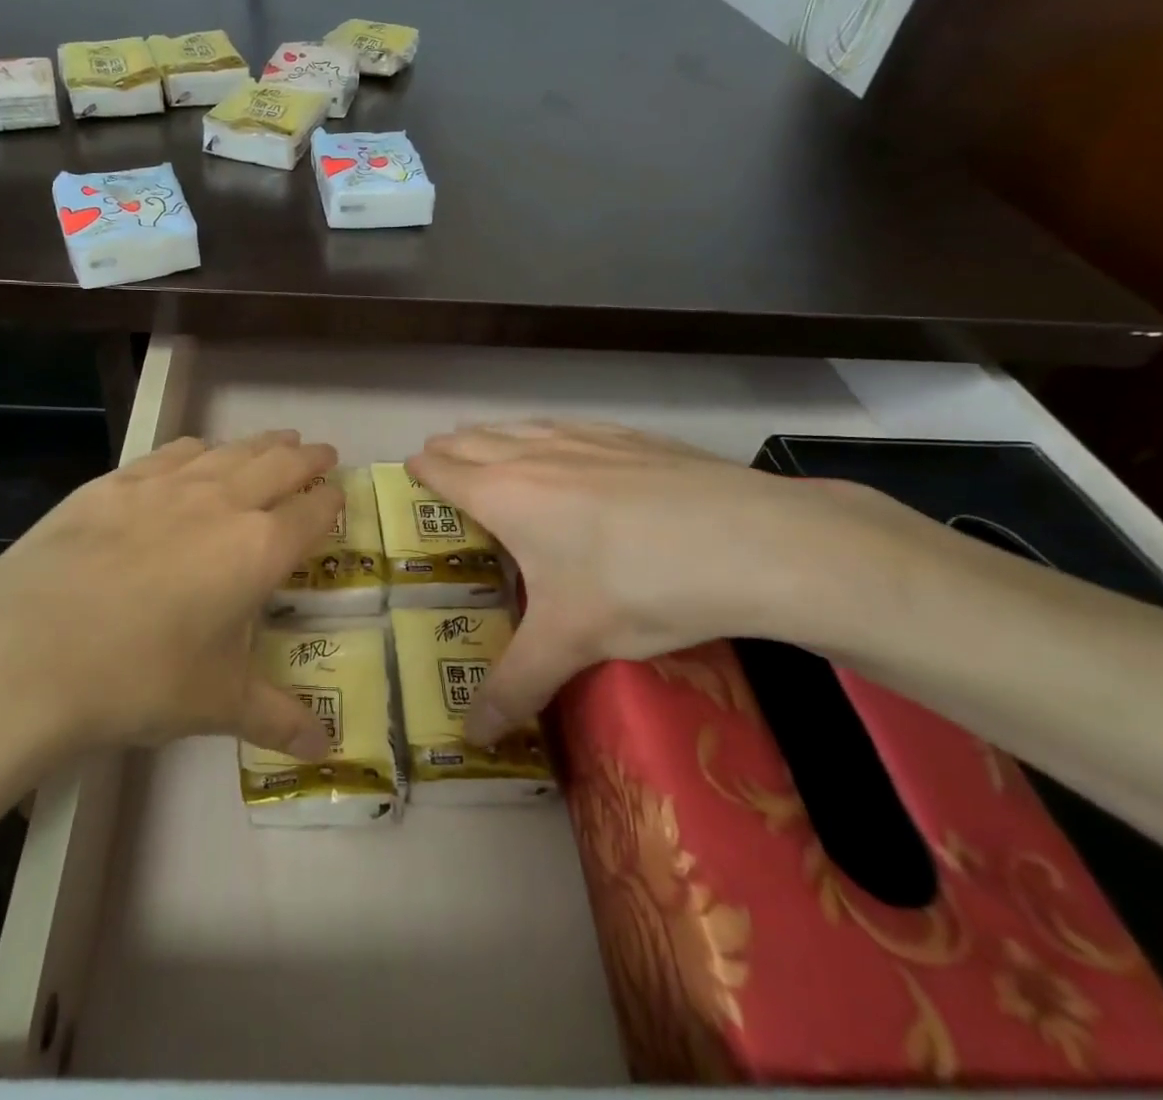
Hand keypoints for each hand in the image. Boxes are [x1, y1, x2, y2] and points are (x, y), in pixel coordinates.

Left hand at [0, 430, 343, 762]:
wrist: (29, 647)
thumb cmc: (139, 678)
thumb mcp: (215, 704)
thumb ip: (277, 717)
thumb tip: (325, 748)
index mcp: (259, 549)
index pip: (312, 512)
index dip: (331, 501)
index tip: (338, 495)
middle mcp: (223, 502)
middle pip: (279, 465)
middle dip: (306, 458)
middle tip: (321, 453)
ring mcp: (167, 485)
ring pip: (231, 451)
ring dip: (261, 444)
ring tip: (277, 440)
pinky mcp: (118, 481)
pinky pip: (174, 452)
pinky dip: (200, 449)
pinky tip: (198, 452)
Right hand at [409, 421, 923, 742]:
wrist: (753, 542)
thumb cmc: (639, 586)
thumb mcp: (571, 642)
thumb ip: (515, 686)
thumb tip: (470, 737)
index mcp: (505, 495)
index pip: (444, 470)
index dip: (422, 470)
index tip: (410, 474)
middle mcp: (534, 454)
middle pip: (474, 440)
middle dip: (451, 450)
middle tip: (441, 466)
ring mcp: (584, 438)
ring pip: (519, 426)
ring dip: (494, 435)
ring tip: (487, 446)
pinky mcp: (630, 436)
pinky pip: (567, 425)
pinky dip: (546, 432)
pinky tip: (566, 444)